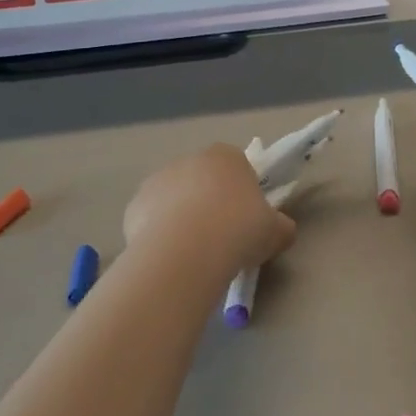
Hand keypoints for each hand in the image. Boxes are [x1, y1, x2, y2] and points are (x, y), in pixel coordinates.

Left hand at [123, 144, 296, 276]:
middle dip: (209, 203)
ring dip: (182, 218)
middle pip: (202, 181)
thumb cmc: (239, 230)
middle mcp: (189, 160)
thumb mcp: (276, 232)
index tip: (246, 219)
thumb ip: (281, 226)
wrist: (187, 250)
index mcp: (227, 157)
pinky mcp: (133, 206)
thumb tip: (281, 230)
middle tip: (221, 238)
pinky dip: (160, 235)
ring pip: (175, 199)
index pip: (237, 166)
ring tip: (194, 253)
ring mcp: (157, 181)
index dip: (242, 192)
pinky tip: (171, 258)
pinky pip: (152, 220)